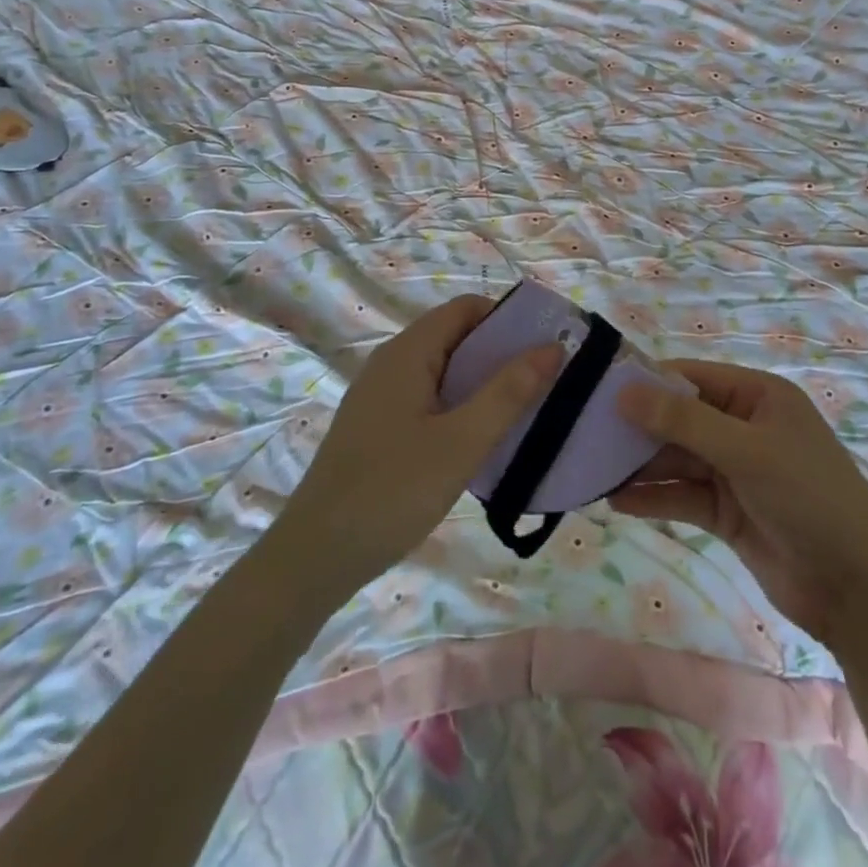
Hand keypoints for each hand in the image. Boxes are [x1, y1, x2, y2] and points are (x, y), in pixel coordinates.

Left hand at [271, 295, 558, 601]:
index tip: (546, 347)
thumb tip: (553, 346)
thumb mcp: (461, 442)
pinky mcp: (378, 427)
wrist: (315, 557)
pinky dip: (460, 406)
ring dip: (483, 383)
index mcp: (408, 353)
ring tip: (524, 410)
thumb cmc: (392, 491)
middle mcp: (391, 363)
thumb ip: (508, 392)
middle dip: (501, 353)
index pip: (466, 309)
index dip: (508, 319)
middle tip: (545, 382)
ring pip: (443, 372)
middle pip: (455, 337)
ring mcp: (381, 396)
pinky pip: (429, 399)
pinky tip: (480, 439)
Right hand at [611, 361, 867, 648]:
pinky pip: (682, 496)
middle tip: (585, 434)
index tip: (597, 391)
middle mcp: (742, 426)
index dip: (646, 382)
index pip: (690, 378)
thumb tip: (624, 391)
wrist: (857, 590)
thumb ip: (684, 422)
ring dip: (640, 466)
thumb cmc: (809, 498)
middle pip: (679, 419)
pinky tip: (617, 502)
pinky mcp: (727, 511)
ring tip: (591, 469)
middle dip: (637, 428)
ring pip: (677, 459)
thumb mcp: (746, 451)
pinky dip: (654, 498)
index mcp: (756, 396)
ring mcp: (734, 471)